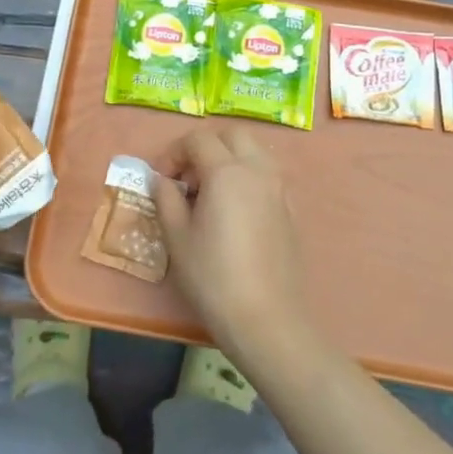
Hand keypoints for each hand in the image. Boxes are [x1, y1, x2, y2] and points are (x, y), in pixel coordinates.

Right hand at [152, 125, 314, 366]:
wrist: (265, 317)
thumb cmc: (213, 276)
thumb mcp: (177, 236)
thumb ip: (166, 198)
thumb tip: (162, 180)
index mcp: (226, 171)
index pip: (197, 140)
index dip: (174, 153)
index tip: (161, 179)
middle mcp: (258, 170)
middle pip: (232, 136)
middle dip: (206, 147)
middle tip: (188, 178)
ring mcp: (279, 189)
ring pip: (255, 152)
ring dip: (230, 159)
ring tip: (210, 193)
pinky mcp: (290, 210)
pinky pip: (267, 176)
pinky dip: (248, 177)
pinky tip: (234, 212)